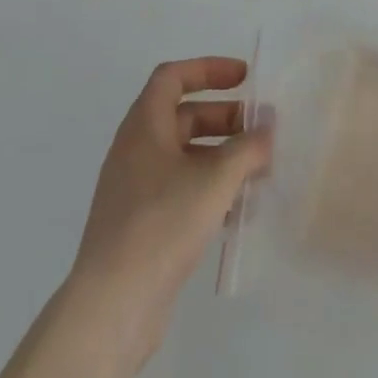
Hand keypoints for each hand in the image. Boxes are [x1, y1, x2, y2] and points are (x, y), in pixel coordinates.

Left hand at [64, 57, 272, 377]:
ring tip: (258, 172)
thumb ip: (247, 148)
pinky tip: (238, 211)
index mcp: (144, 126)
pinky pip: (180, 190)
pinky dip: (209, 189)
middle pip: (183, 116)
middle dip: (224, 119)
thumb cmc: (162, 224)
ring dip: (221, 157)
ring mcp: (135, 191)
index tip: (244, 78)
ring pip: (184, 157)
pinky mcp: (141, 226)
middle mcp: (136, 151)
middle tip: (260, 131)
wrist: (111, 308)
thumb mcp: (216, 179)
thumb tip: (267, 131)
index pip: (173, 76)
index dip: (209, 69)